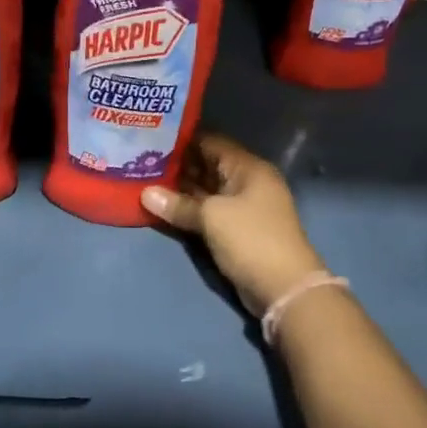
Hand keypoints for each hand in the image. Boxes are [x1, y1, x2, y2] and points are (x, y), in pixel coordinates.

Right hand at [140, 134, 324, 316]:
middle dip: (177, 164)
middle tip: (141, 160)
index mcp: (248, 168)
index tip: (152, 138)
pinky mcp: (237, 229)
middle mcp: (247, 182)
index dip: (182, 139)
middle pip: (207, 165)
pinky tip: (162, 205)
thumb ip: (179, 204)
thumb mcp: (212, 217)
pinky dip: (189, 208)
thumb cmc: (251, 239)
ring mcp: (243, 206)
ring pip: (206, 189)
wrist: (285, 289)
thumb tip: (145, 194)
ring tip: (144, 180)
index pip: (211, 141)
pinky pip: (208, 211)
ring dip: (180, 188)